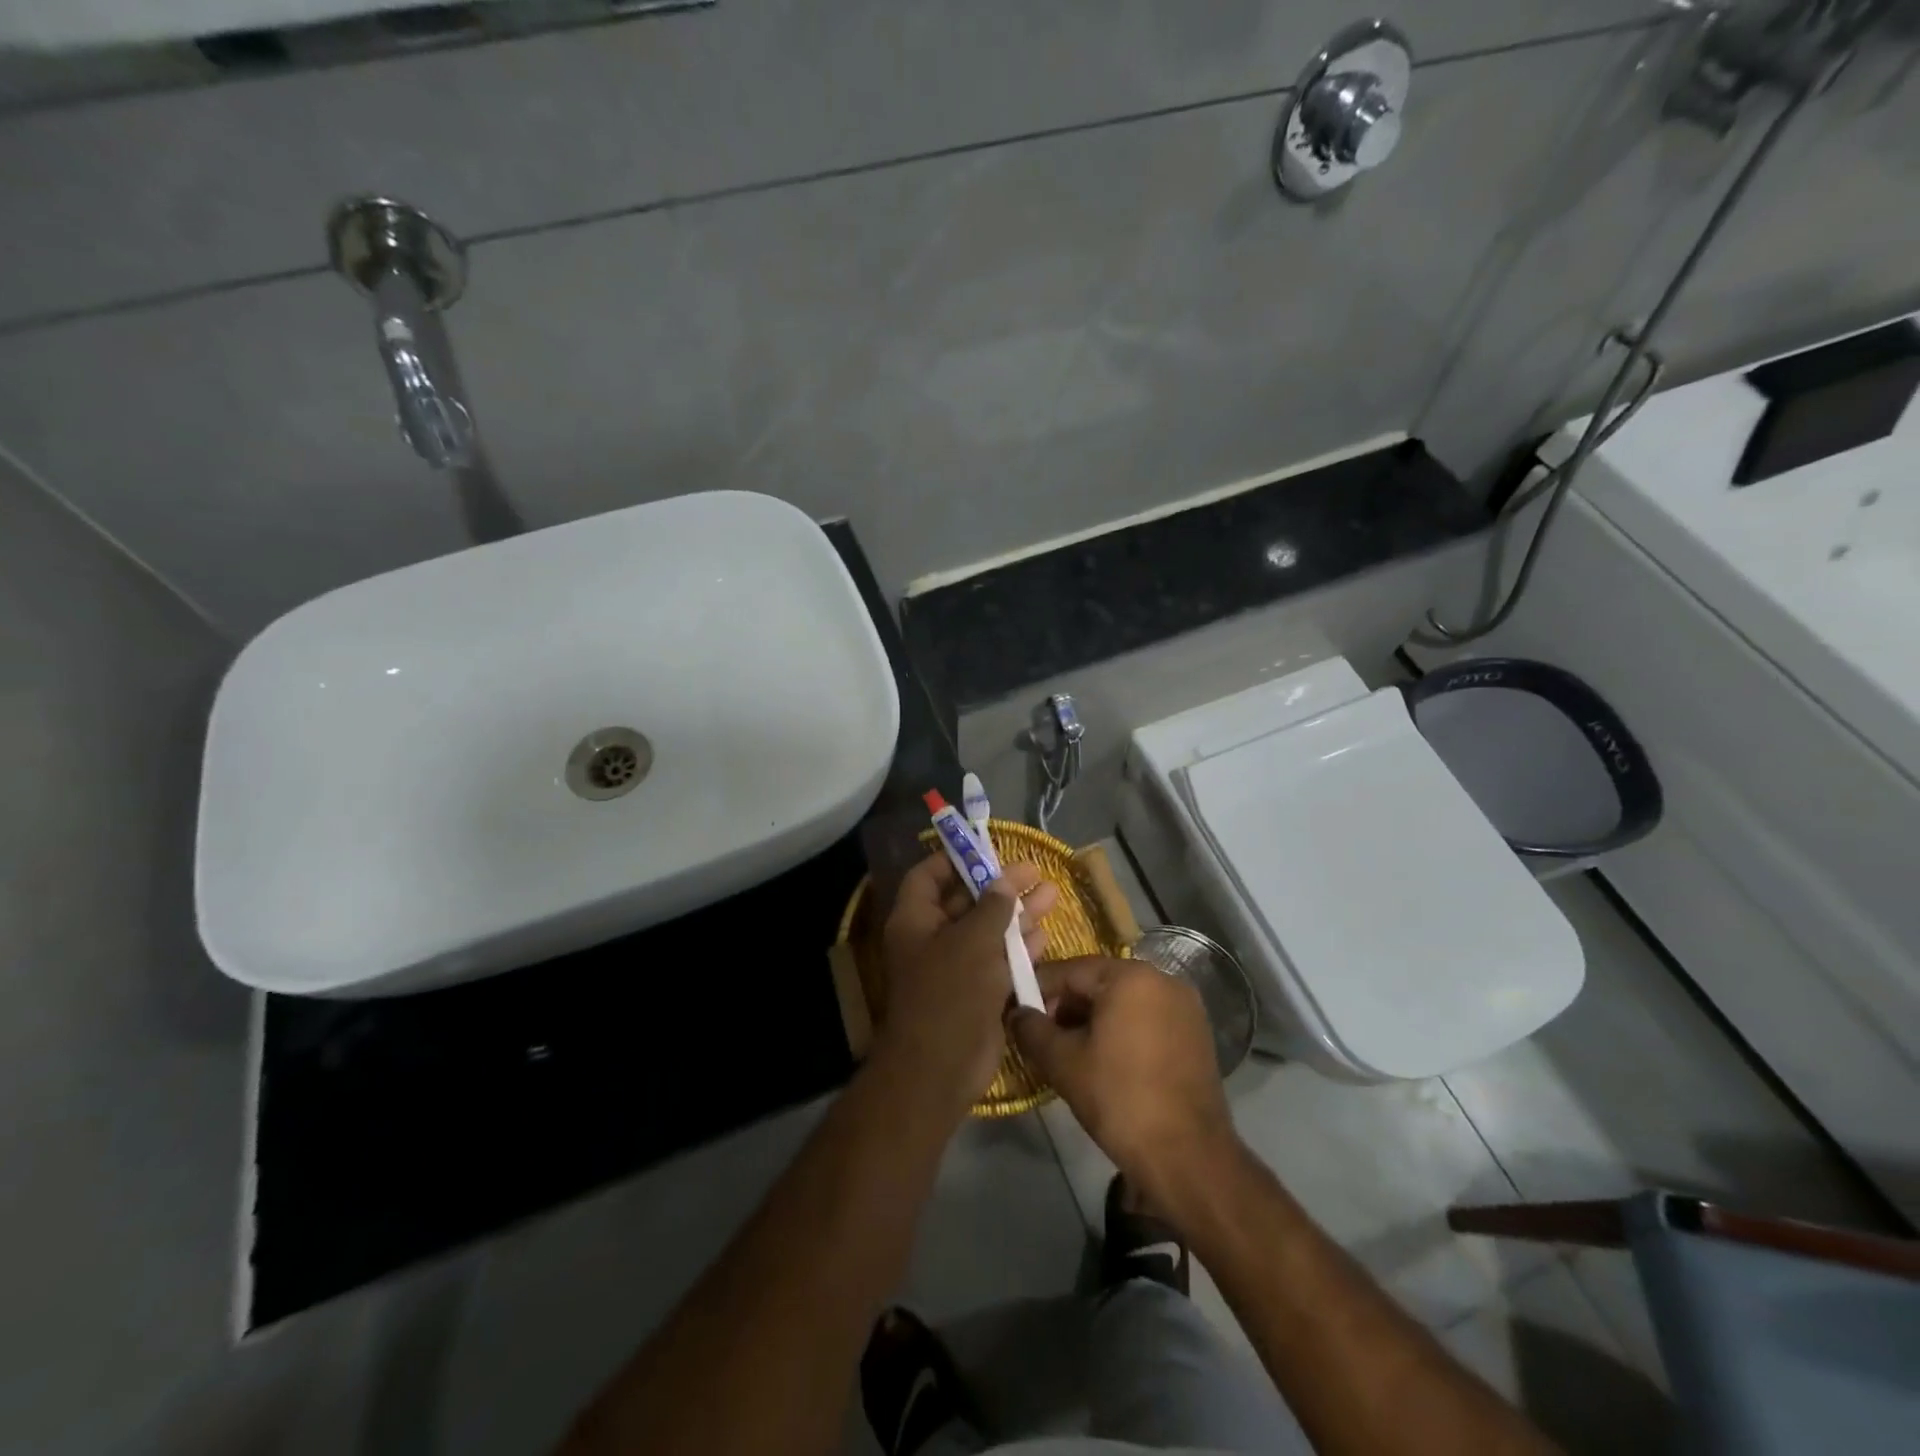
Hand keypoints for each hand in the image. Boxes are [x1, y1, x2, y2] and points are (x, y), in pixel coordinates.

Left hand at [876, 851, 1056, 1107]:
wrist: (941, 1067)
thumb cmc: (949, 992)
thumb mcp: (973, 941)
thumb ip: (993, 907)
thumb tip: (1004, 880)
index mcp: (915, 920)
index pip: (928, 875)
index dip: (955, 859)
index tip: (987, 849)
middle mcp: (931, 939)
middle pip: (966, 901)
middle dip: (1000, 886)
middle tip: (1035, 870)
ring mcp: (954, 967)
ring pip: (987, 931)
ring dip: (1017, 914)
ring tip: (1052, 894)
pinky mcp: (975, 992)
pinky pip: (997, 961)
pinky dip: (1018, 948)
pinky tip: (1043, 934)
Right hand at [1011, 957, 1239, 1211]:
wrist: (1189, 1158)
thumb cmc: (1120, 1100)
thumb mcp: (1063, 1063)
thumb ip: (1032, 1029)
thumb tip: (1015, 1012)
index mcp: (1130, 976)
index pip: (1070, 970)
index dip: (1039, 990)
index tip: (1018, 1014)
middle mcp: (1162, 979)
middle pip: (1099, 983)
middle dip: (1067, 1007)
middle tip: (1044, 1039)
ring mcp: (1185, 1006)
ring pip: (1124, 1001)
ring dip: (1095, 1020)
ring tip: (1072, 1054)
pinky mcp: (1197, 1033)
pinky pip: (1148, 1018)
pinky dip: (1123, 1031)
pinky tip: (1107, 1062)